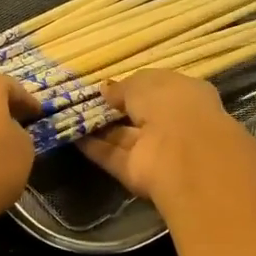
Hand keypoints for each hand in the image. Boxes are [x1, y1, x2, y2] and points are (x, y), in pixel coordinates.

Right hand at [77, 69, 255, 205]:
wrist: (182, 152)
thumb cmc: (169, 104)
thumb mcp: (142, 82)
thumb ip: (122, 88)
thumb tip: (106, 91)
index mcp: (184, 95)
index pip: (156, 89)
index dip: (132, 88)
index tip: (106, 88)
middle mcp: (173, 123)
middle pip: (139, 116)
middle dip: (114, 110)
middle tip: (84, 103)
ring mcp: (156, 150)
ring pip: (124, 137)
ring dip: (100, 129)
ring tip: (71, 118)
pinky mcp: (138, 172)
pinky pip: (113, 156)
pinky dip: (94, 148)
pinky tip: (72, 137)